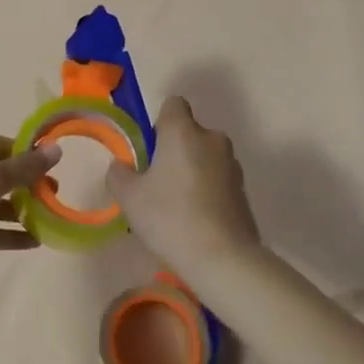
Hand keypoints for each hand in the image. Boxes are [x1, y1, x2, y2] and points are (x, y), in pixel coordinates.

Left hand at [0, 132, 59, 280]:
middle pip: (3, 175)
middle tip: (56, 198)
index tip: (55, 169)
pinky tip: (35, 242)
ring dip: (22, 212)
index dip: (31, 156)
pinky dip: (10, 235)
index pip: (6, 146)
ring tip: (52, 221)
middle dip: (29, 186)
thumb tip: (57, 149)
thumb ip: (26, 167)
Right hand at [107, 95, 260, 279]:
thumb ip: (119, 174)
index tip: (151, 149)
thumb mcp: (129, 197)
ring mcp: (232, 165)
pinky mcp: (244, 191)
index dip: (160, 122)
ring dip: (194, 171)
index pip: (173, 104)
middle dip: (176, 150)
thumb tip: (122, 166)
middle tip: (159, 182)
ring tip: (179, 207)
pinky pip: (219, 180)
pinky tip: (198, 221)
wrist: (223, 259)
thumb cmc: (170, 217)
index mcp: (183, 131)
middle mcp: (212, 139)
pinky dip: (209, 191)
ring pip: (206, 157)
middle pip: (190, 133)